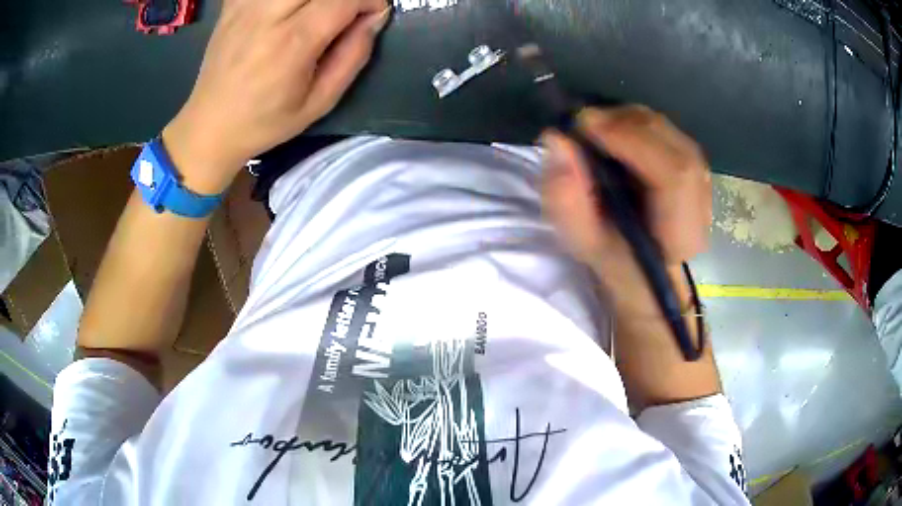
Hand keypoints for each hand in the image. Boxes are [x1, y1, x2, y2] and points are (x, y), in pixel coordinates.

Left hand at [163, 0, 390, 193]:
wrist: (210, 126)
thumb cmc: (265, 121)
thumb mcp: (320, 102)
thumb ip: (353, 56)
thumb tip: (374, 18)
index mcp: (292, 43)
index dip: (368, 0)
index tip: (372, 12)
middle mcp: (266, 16)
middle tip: (345, 11)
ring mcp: (245, 8)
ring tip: (315, 12)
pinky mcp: (232, 7)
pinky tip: (283, 11)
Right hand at [541, 106, 711, 311]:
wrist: (639, 266)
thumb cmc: (611, 258)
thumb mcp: (582, 241)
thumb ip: (566, 198)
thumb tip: (556, 139)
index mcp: (680, 235)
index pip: (674, 176)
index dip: (633, 142)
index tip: (585, 126)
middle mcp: (701, 206)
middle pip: (675, 147)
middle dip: (629, 125)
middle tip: (585, 121)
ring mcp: (702, 183)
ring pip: (674, 136)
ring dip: (631, 121)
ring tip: (596, 126)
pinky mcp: (693, 166)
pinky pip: (669, 133)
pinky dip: (637, 123)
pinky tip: (614, 130)